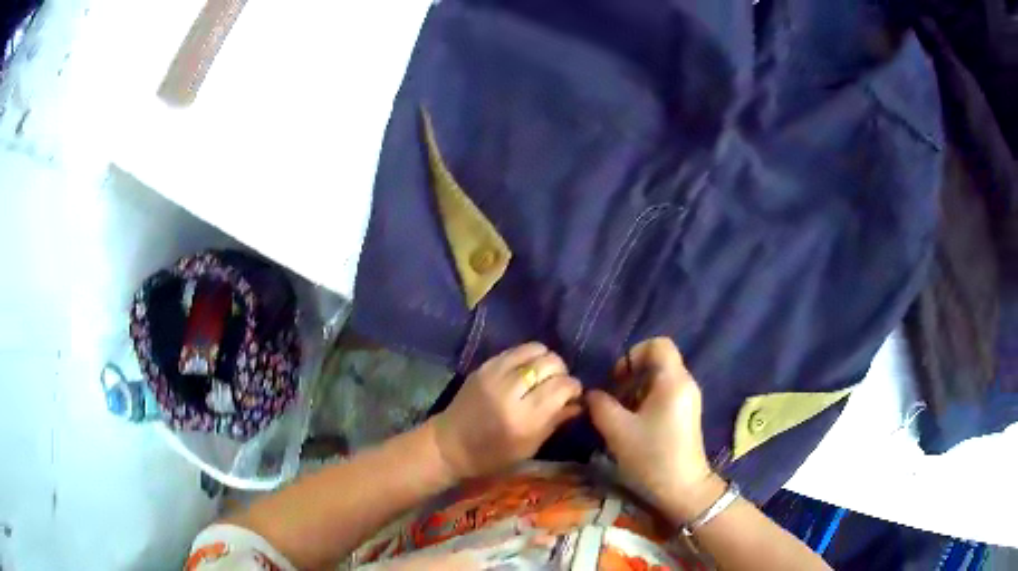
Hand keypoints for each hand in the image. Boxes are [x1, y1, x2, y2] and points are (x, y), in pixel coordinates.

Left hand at [432, 342, 583, 479]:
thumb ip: (555, 421)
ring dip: (546, 360)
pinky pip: (515, 350)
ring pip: (535, 349)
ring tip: (543, 375)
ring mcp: (495, 375)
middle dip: (561, 372)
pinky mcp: (484, 366)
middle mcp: (510, 392)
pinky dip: (528, 356)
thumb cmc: (492, 456)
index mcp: (525, 418)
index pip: (562, 386)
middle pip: (551, 363)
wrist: (450, 445)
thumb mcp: (529, 447)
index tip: (573, 394)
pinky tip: (527, 370)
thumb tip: (579, 402)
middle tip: (558, 385)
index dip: (574, 386)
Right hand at [587, 337, 722, 522]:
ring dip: (636, 392)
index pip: (658, 344)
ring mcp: (689, 399)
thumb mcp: (618, 430)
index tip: (618, 378)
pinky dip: (646, 403)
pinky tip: (634, 426)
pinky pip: (665, 395)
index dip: (634, 354)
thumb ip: (600, 405)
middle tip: (613, 400)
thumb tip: (591, 394)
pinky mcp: (687, 414)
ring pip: (659, 380)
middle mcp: (685, 383)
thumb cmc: (652, 456)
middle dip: (631, 376)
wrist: (683, 488)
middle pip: (657, 363)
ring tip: (620, 416)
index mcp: (673, 381)